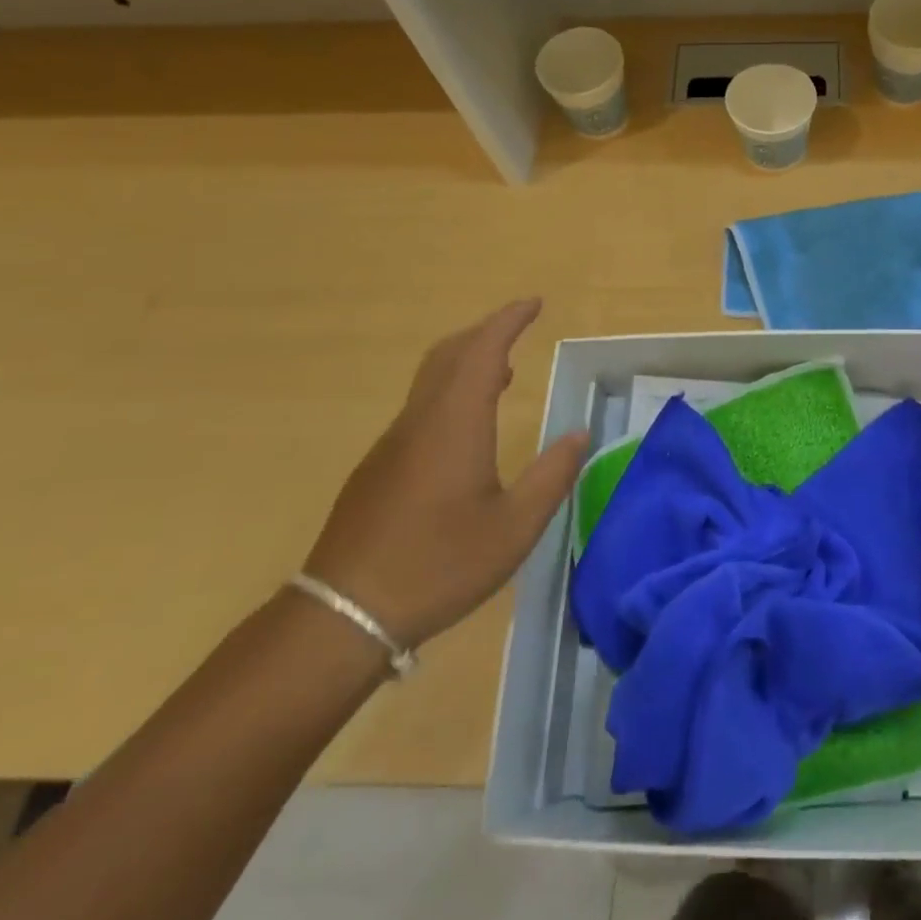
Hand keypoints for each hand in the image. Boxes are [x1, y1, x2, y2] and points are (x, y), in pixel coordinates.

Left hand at [305, 299, 586, 648]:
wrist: (342, 616)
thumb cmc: (438, 566)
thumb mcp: (515, 528)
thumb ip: (552, 476)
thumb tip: (578, 434)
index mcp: (456, 423)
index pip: (483, 350)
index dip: (509, 321)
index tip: (534, 303)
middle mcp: (420, 421)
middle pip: (449, 354)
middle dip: (486, 332)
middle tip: (519, 328)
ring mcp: (392, 444)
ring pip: (431, 380)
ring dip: (467, 362)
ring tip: (503, 372)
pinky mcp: (377, 468)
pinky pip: (420, 407)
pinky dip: (450, 391)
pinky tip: (467, 427)